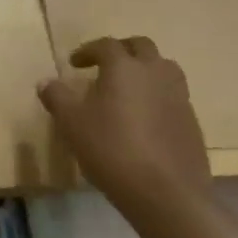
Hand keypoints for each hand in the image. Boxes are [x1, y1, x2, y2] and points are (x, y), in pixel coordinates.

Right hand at [37, 37, 211, 209]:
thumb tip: (46, 82)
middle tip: (104, 67)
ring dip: (144, 70)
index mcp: (124, 67)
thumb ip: (57, 97)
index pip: (106, 45)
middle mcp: (155, 73)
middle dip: (121, 51)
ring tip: (127, 89)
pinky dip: (157, 96)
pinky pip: (172, 95)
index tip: (74, 63)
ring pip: (163, 68)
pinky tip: (144, 119)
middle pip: (141, 46)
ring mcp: (179, 95)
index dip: (88, 50)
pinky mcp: (192, 120)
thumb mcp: (72, 124)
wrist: (166, 193)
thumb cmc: (112, 150)